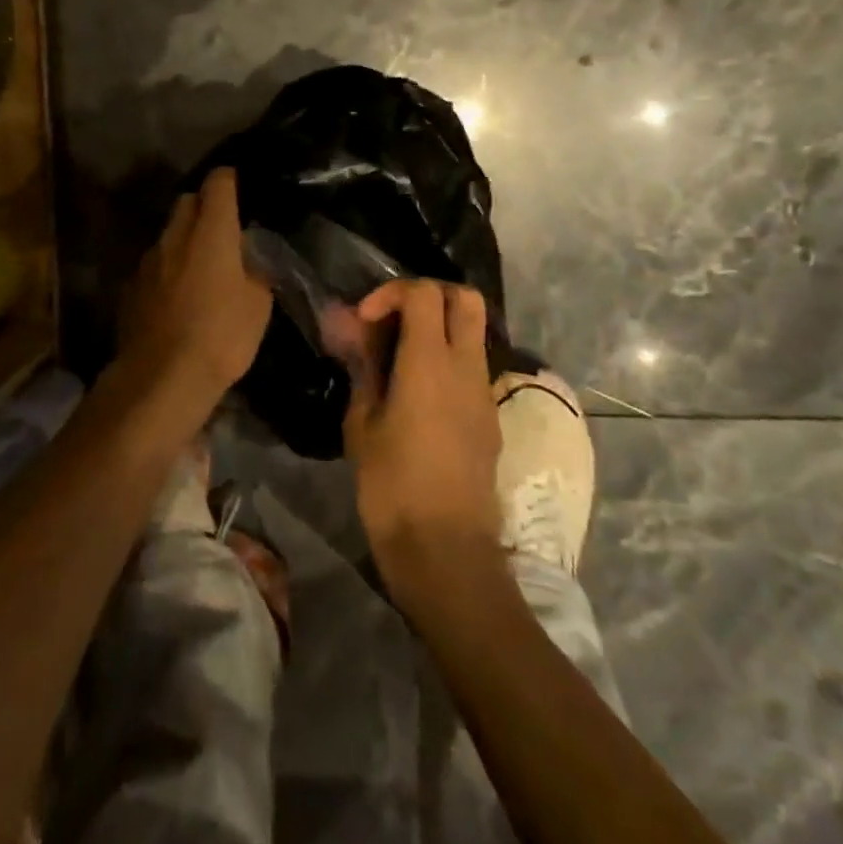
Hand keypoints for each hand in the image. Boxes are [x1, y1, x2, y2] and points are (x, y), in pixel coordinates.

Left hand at [115, 168, 272, 419]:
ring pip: (167, 235)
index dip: (228, 179)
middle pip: (186, 202)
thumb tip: (250, 258)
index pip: (217, 184)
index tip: (238, 185)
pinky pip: (153, 266)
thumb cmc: (221, 336)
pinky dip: (166, 270)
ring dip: (183, 241)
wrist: (162, 377)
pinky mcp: (130, 288)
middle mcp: (174, 236)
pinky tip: (176, 297)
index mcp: (211, 232)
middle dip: (203, 206)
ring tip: (200, 267)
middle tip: (222, 229)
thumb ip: (256, 270)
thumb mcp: (259, 305)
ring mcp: (147, 261)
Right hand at [340, 279, 502, 601]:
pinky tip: (417, 394)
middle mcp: (466, 367)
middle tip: (393, 320)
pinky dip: (447, 360)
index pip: (424, 293)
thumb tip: (352, 333)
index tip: (365, 320)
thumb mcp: (362, 424)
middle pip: (464, 298)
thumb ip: (362, 369)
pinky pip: (472, 367)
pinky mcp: (490, 417)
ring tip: (398, 358)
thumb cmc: (393, 486)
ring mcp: (484, 392)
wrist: (447, 551)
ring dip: (438, 329)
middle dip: (428, 295)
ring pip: (472, 332)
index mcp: (430, 362)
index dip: (391, 293)